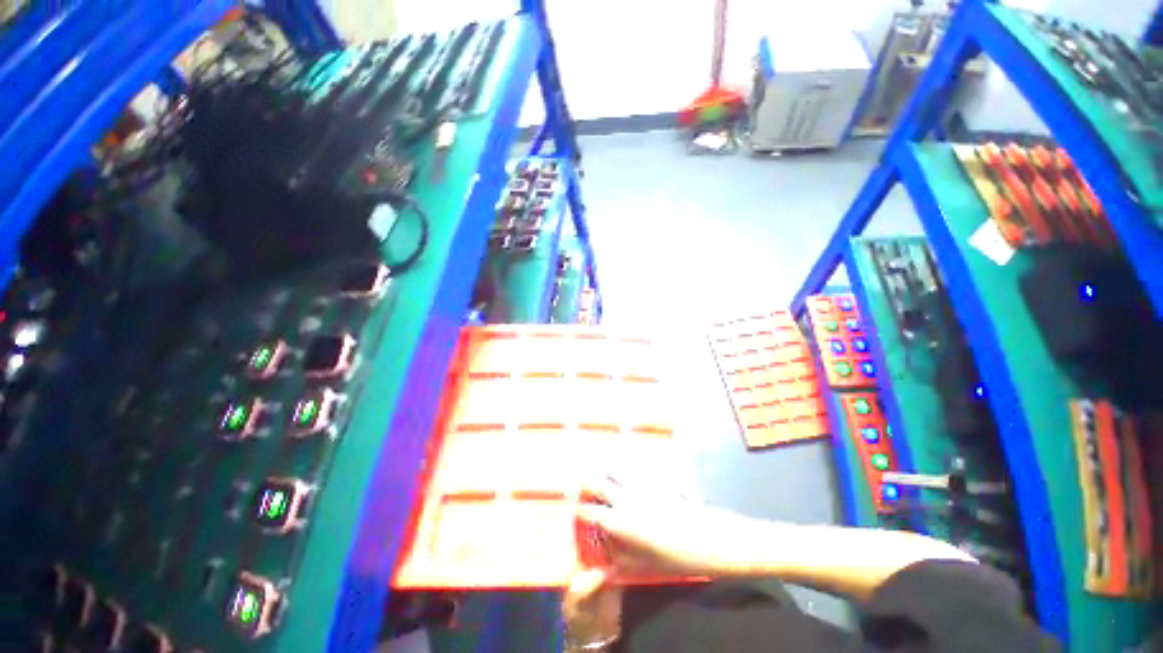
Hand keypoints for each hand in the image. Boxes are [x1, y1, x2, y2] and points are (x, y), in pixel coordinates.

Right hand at [575, 477, 760, 581]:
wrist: (706, 537)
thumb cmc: (674, 557)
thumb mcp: (643, 566)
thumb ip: (618, 565)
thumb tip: (598, 570)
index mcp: (619, 522)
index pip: (591, 513)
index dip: (581, 512)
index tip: (577, 513)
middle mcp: (625, 498)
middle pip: (598, 483)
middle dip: (587, 485)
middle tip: (584, 488)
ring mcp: (639, 485)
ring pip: (615, 470)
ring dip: (606, 472)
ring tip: (603, 475)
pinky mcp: (653, 478)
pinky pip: (635, 467)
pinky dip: (626, 467)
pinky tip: (628, 470)